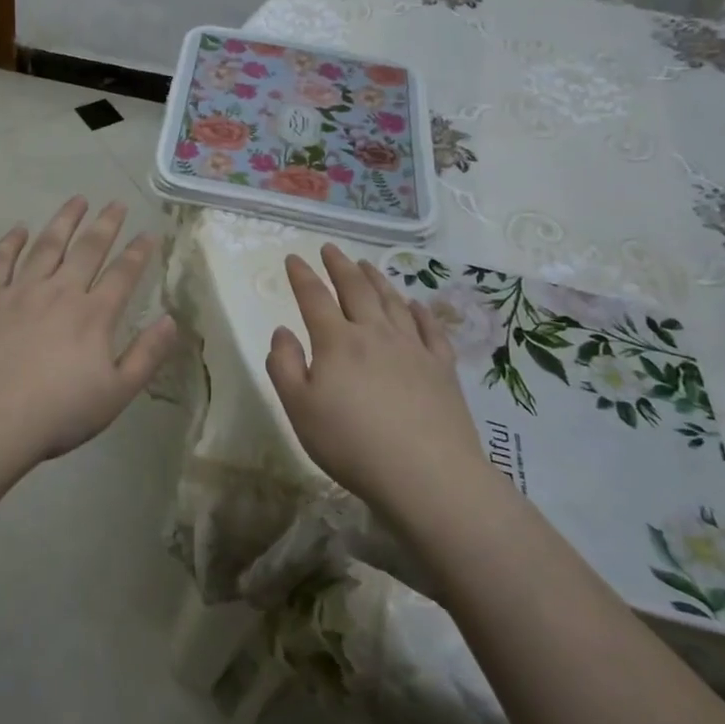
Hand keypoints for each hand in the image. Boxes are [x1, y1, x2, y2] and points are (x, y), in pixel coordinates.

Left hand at [0, 197, 177, 465]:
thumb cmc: (56, 414)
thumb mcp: (115, 394)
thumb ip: (146, 355)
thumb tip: (172, 320)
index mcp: (93, 315)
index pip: (123, 274)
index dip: (138, 252)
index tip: (148, 232)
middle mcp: (59, 292)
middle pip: (87, 249)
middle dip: (105, 224)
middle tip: (116, 203)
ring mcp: (19, 291)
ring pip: (46, 245)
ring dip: (64, 220)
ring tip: (77, 200)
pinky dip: (10, 242)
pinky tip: (18, 229)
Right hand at [265, 244, 494, 516]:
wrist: (427, 475)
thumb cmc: (351, 444)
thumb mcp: (299, 408)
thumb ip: (283, 365)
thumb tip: (282, 331)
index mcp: (337, 342)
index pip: (314, 298)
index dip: (302, 276)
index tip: (293, 258)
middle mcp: (375, 334)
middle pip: (356, 289)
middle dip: (340, 266)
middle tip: (331, 249)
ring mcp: (413, 348)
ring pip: (392, 302)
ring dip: (377, 279)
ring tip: (366, 265)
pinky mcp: (442, 368)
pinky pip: (430, 329)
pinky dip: (420, 311)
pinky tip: (416, 304)